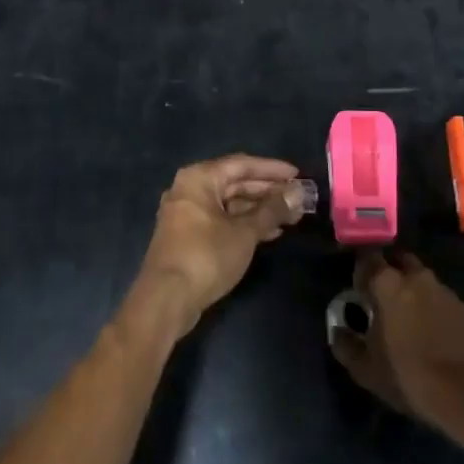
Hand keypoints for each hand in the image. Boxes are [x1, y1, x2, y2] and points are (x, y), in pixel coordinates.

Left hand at [134, 154, 303, 339]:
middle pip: (235, 183)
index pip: (242, 165)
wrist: (166, 299)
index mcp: (199, 178)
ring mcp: (187, 213)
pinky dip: (244, 224)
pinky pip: (221, 220)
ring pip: (229, 204)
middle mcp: (190, 189)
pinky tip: (269, 233)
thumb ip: (272, 210)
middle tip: (298, 200)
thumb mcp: (245, 232)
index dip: (272, 169)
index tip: (298, 176)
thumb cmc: (206, 256)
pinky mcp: (188, 236)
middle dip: (268, 192)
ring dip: (259, 210)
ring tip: (290, 218)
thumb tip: (296, 193)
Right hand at [329, 251, 463, 435]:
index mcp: (387, 283)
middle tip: (382, 298)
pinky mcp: (463, 307)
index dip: (360, 271)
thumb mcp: (366, 369)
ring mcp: (443, 289)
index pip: (367, 258)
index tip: (357, 289)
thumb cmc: (409, 376)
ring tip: (407, 317)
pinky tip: (430, 331)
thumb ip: (346, 345)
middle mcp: (416, 276)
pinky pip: (439, 297)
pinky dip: (431, 306)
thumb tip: (338, 331)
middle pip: (398, 261)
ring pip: (421, 278)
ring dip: (412, 289)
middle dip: (389, 273)